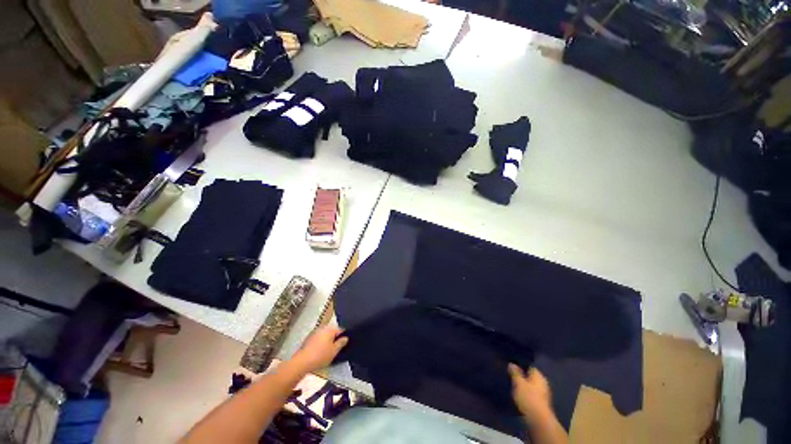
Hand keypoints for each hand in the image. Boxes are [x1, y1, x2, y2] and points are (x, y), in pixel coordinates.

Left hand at [291, 326, 348, 372]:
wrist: (301, 362)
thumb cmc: (320, 355)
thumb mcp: (334, 351)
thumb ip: (341, 343)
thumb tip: (346, 338)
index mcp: (330, 329)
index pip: (341, 329)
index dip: (344, 336)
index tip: (345, 343)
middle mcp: (322, 328)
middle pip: (332, 332)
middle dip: (335, 338)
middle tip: (337, 348)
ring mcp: (314, 333)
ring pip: (325, 335)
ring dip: (327, 341)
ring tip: (329, 351)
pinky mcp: (308, 339)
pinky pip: (318, 339)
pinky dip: (321, 343)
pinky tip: (320, 352)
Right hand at [508, 363, 552, 424]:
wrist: (539, 420)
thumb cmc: (528, 397)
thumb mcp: (518, 383)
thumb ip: (515, 373)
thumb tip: (512, 364)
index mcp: (539, 375)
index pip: (530, 367)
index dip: (521, 366)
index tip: (512, 367)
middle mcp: (543, 383)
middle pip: (531, 377)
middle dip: (522, 377)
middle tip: (510, 377)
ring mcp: (543, 394)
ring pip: (531, 387)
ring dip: (524, 387)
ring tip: (513, 387)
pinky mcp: (541, 404)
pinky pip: (532, 395)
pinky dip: (526, 395)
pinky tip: (519, 397)